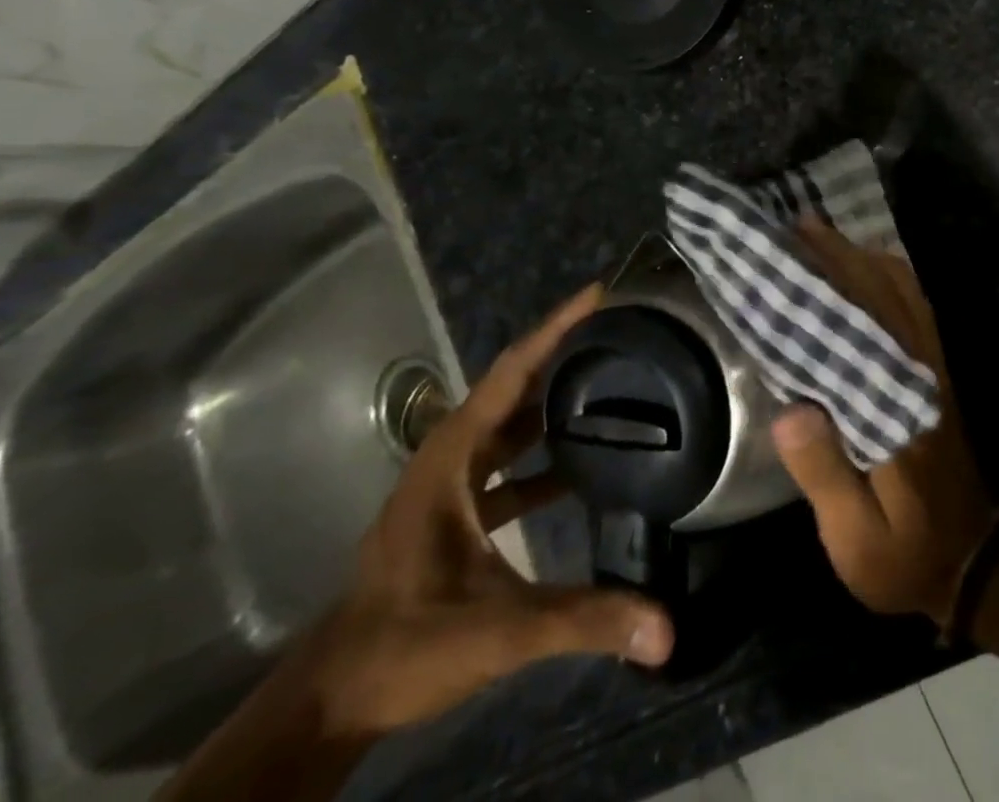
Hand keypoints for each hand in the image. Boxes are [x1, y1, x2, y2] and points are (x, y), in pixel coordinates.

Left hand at [160, 283, 674, 801]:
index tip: (600, 293)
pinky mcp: (459, 511)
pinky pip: (510, 462)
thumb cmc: (404, 647)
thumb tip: (666, 628)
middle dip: (565, 352)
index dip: (555, 329)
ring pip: (512, 423)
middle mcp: (451, 457)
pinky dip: (545, 451)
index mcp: (450, 459)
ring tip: (615, 376)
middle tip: (623, 326)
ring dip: (556, 399)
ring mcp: (452, 484)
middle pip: (515, 387)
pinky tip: (586, 459)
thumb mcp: (497, 631)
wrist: (332, 703)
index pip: (511, 374)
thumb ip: (581, 620)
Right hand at [772, 220, 996, 623]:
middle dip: (842, 256)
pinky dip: (891, 279)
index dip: (831, 283)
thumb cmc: (907, 554)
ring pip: (905, 295)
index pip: (863, 327)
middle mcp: (921, 373)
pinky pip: (916, 309)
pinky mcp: (938, 373)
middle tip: (798, 227)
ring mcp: (934, 369)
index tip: (797, 249)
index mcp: (898, 407)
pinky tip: (864, 269)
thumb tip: (791, 410)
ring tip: (822, 238)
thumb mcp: (856, 539)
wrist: (972, 558)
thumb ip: (826, 476)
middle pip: (884, 296)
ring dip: (865, 259)